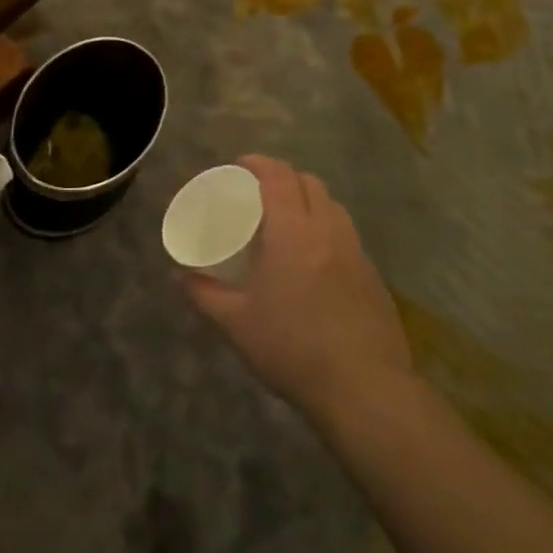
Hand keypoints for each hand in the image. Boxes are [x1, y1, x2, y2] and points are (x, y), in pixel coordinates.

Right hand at [183, 155, 412, 420]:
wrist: (364, 389)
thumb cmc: (292, 348)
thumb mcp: (236, 323)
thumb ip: (204, 294)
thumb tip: (178, 275)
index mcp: (293, 232)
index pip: (278, 177)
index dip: (258, 163)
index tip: (239, 166)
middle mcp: (328, 231)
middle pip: (309, 182)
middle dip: (283, 177)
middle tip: (259, 193)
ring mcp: (356, 252)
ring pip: (332, 205)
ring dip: (308, 200)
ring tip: (287, 221)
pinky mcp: (373, 275)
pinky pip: (346, 234)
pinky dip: (326, 228)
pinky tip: (313, 259)